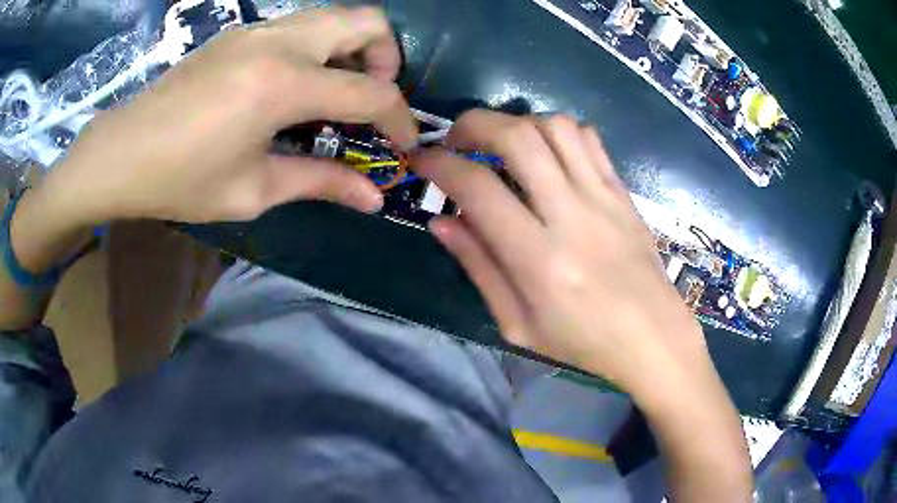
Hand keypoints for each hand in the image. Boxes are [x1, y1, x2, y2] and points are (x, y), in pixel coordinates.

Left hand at [41, 7, 416, 226]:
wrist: (121, 153)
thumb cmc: (179, 180)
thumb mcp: (252, 190)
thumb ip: (319, 183)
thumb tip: (372, 198)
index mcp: (282, 83)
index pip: (370, 92)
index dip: (399, 119)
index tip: (405, 144)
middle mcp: (278, 41)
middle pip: (366, 20)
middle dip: (387, 58)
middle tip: (371, 98)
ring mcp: (257, 30)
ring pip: (334, 15)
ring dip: (353, 48)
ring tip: (336, 93)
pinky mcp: (240, 33)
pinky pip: (301, 25)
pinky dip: (320, 48)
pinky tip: (295, 86)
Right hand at [416, 110, 714, 392]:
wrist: (653, 338)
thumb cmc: (584, 343)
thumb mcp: (518, 324)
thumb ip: (479, 267)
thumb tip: (440, 221)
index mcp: (539, 260)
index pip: (478, 188)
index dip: (440, 164)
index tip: (422, 160)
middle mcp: (572, 216)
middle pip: (517, 136)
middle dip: (474, 124)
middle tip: (457, 140)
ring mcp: (603, 197)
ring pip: (555, 126)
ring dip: (517, 122)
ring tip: (502, 144)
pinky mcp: (622, 192)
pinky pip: (588, 138)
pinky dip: (557, 130)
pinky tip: (546, 152)